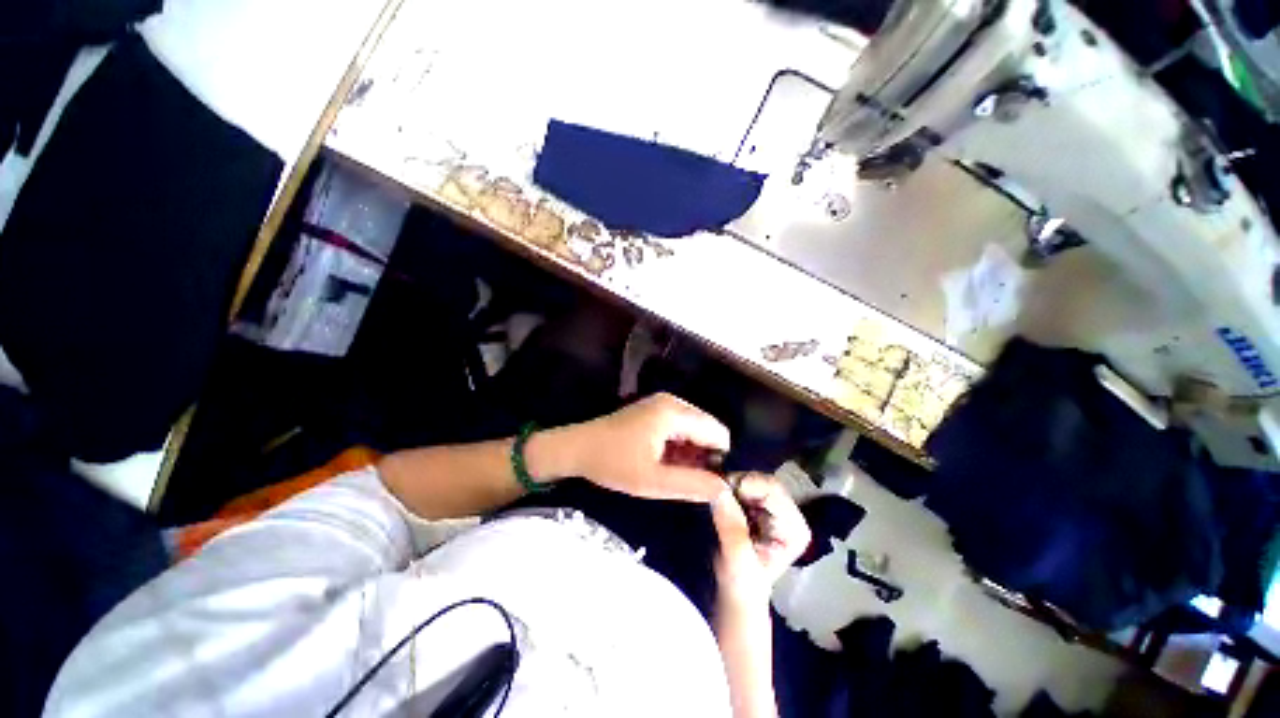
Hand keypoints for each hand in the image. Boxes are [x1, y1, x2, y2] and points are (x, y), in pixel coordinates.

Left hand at [568, 393, 730, 501]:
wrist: (578, 448)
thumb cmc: (613, 464)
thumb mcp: (652, 481)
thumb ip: (691, 484)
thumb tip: (725, 488)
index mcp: (673, 412)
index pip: (718, 432)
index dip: (718, 459)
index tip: (705, 481)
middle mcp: (672, 401)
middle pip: (707, 428)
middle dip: (704, 454)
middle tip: (686, 479)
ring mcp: (663, 403)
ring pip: (695, 428)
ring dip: (691, 451)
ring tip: (671, 472)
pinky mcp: (655, 409)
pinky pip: (681, 427)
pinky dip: (680, 445)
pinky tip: (663, 461)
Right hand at [711, 473, 810, 606]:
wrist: (734, 595)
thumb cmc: (741, 585)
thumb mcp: (737, 561)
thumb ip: (732, 527)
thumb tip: (719, 490)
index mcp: (795, 527)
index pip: (773, 490)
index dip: (746, 485)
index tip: (721, 491)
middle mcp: (789, 513)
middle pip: (761, 480)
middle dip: (736, 483)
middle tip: (712, 492)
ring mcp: (772, 508)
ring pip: (749, 479)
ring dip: (729, 484)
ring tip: (712, 496)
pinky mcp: (756, 505)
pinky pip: (741, 485)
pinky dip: (727, 487)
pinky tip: (716, 496)